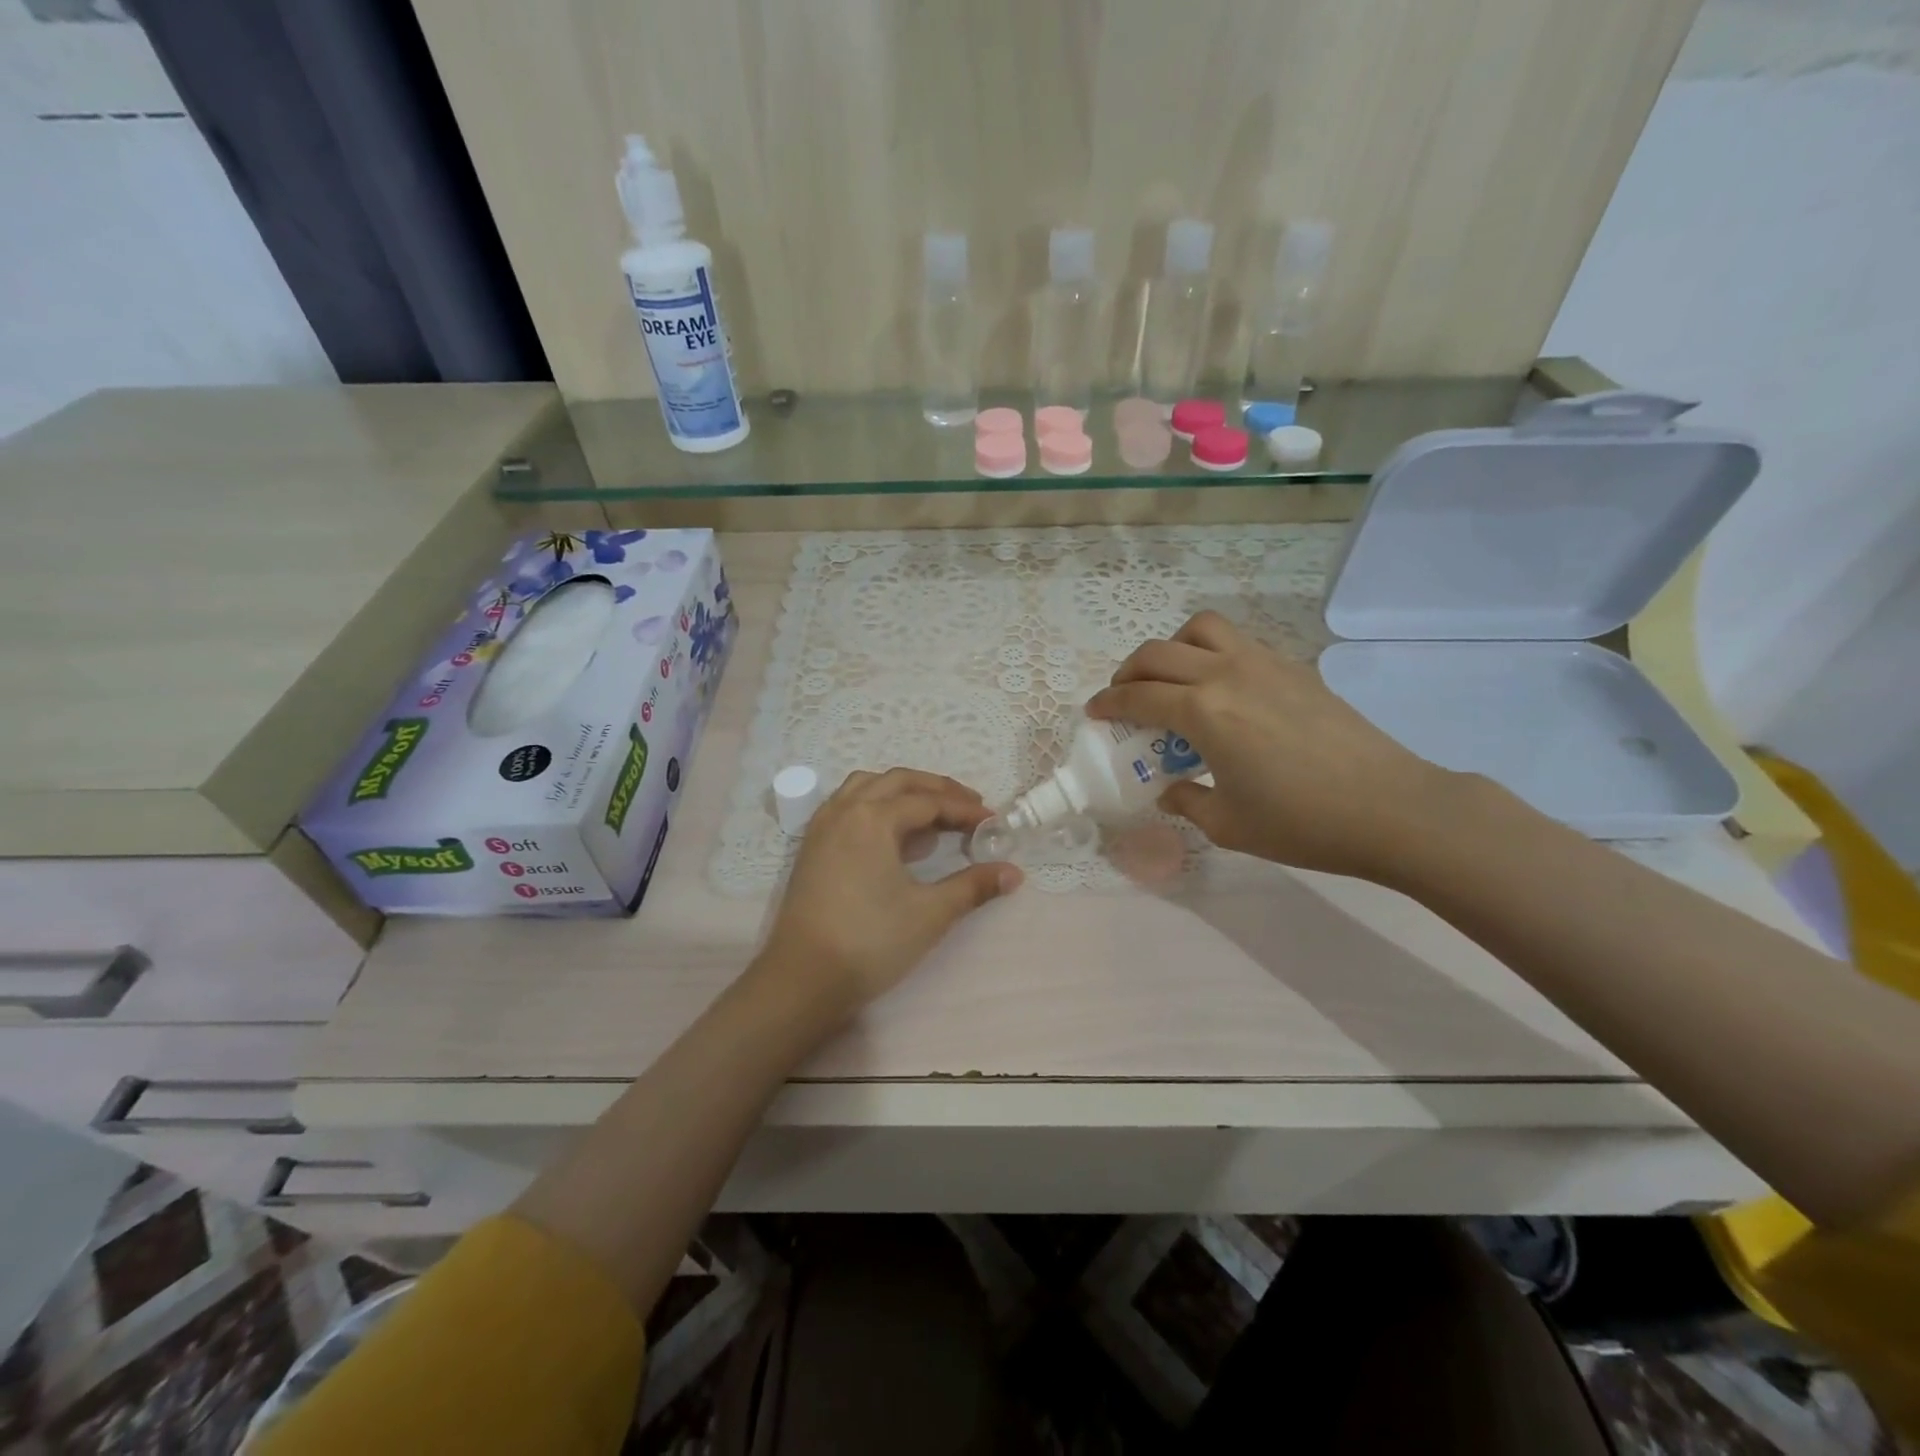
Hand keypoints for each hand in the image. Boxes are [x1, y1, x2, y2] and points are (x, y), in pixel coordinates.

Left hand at [759, 768, 1022, 1014]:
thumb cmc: (870, 942)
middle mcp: (845, 810)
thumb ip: (973, 886)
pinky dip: (874, 804)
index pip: (928, 801)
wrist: (803, 980)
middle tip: (968, 807)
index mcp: (873, 818)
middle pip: (897, 782)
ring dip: (901, 791)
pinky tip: (888, 832)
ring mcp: (823, 827)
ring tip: (928, 814)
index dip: (964, 809)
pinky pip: (846, 805)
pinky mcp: (811, 847)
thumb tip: (1014, 872)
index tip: (993, 821)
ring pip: (866, 787)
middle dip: (936, 790)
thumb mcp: (930, 913)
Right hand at [1086, 611, 1455, 880]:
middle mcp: (1226, 675)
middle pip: (1158, 653)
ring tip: (1172, 680)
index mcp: (1203, 712)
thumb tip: (1168, 789)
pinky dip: (1211, 653)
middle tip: (1123, 697)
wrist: (1391, 807)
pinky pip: (1237, 642)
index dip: (1108, 703)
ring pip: (1201, 629)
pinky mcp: (1294, 667)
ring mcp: (1264, 663)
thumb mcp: (1228, 824)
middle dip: (1128, 672)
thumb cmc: (1302, 823)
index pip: (1138, 696)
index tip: (1094, 712)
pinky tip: (1221, 691)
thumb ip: (1185, 801)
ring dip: (1172, 648)